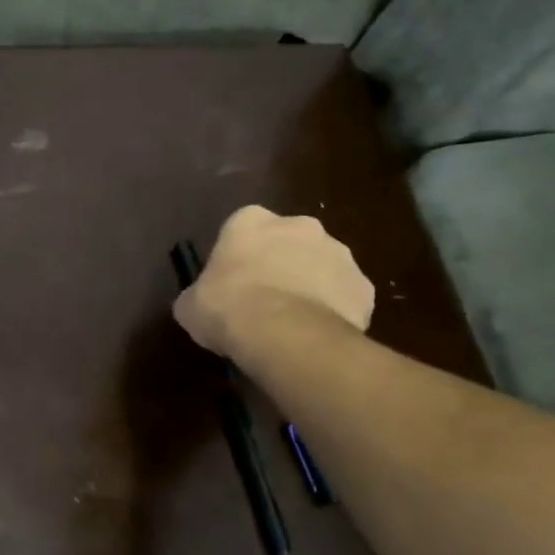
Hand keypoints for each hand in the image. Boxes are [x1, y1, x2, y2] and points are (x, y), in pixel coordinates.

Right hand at [173, 205, 373, 358]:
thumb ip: (199, 294)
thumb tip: (201, 302)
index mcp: (250, 221)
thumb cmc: (227, 308)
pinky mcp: (364, 285)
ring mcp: (338, 252)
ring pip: (320, 266)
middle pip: (287, 241)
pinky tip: (315, 334)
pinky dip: (333, 310)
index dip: (237, 256)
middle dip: (280, 263)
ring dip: (309, 285)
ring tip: (291, 322)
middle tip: (263, 299)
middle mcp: (299, 225)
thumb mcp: (190, 305)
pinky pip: (344, 295)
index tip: (230, 281)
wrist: (284, 333)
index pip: (241, 228)